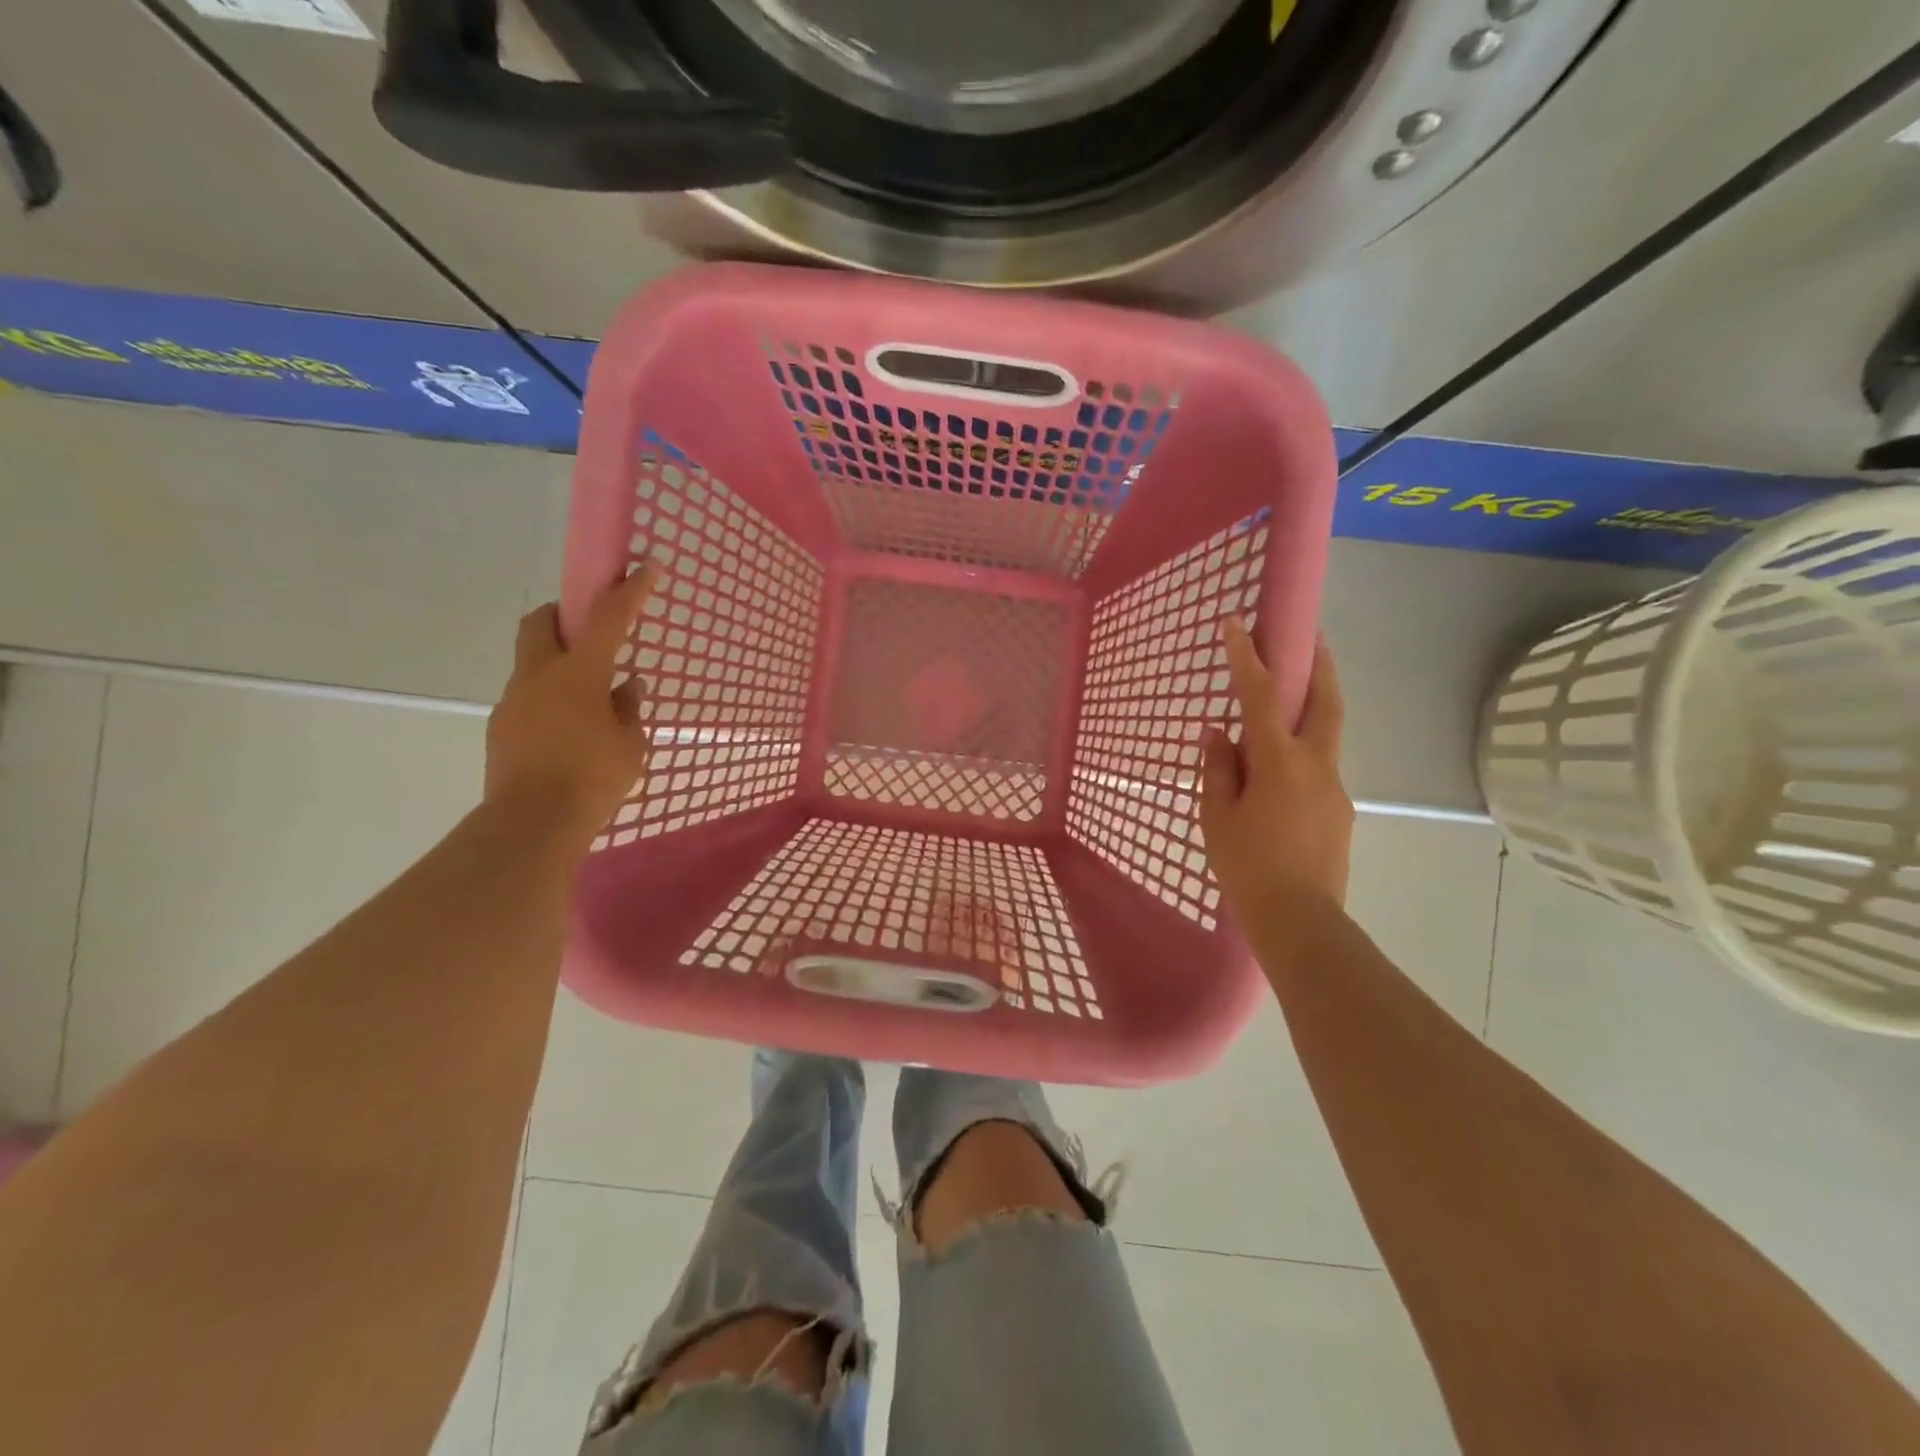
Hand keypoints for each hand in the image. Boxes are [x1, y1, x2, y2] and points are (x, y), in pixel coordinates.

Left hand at [485, 568, 657, 840]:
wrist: (531, 824)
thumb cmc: (593, 779)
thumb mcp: (629, 745)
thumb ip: (629, 710)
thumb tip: (627, 687)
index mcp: (579, 674)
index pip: (607, 618)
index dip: (628, 591)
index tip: (644, 569)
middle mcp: (539, 676)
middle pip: (541, 622)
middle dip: (563, 614)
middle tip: (589, 630)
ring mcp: (514, 701)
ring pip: (532, 663)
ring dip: (558, 664)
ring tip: (588, 700)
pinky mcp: (502, 727)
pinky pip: (528, 698)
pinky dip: (549, 699)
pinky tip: (569, 731)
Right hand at [1198, 620, 1353, 921]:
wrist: (1300, 920)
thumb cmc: (1247, 866)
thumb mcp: (1217, 815)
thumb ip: (1218, 768)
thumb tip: (1218, 732)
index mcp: (1279, 762)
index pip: (1261, 696)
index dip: (1248, 657)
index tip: (1238, 623)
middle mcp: (1315, 764)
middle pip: (1325, 701)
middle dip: (1319, 664)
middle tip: (1311, 637)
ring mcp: (1334, 787)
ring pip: (1328, 733)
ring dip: (1314, 705)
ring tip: (1289, 701)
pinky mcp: (1340, 810)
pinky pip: (1320, 766)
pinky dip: (1304, 749)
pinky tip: (1280, 771)